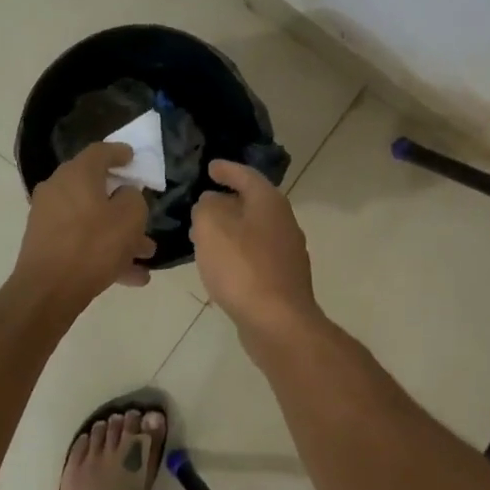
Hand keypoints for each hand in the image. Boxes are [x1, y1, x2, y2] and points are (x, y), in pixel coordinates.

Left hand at [14, 143, 156, 304]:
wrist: (48, 290)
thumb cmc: (93, 245)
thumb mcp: (130, 217)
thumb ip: (133, 198)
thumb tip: (124, 194)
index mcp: (77, 174)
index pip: (100, 151)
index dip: (120, 152)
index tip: (133, 158)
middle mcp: (58, 189)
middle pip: (95, 188)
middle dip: (123, 203)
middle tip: (143, 213)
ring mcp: (48, 217)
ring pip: (91, 219)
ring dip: (119, 234)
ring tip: (146, 254)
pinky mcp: (45, 243)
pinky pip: (81, 240)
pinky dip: (103, 251)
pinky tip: (131, 276)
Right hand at [190, 159, 320, 334]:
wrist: (278, 322)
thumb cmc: (242, 268)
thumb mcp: (212, 228)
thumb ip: (206, 207)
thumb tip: (211, 202)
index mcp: (270, 203)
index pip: (247, 176)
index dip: (227, 170)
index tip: (210, 167)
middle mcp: (284, 222)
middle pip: (253, 203)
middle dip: (227, 201)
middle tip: (202, 203)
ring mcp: (287, 253)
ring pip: (254, 231)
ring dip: (230, 229)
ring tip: (203, 234)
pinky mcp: (283, 279)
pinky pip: (255, 255)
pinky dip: (237, 252)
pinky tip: (220, 264)